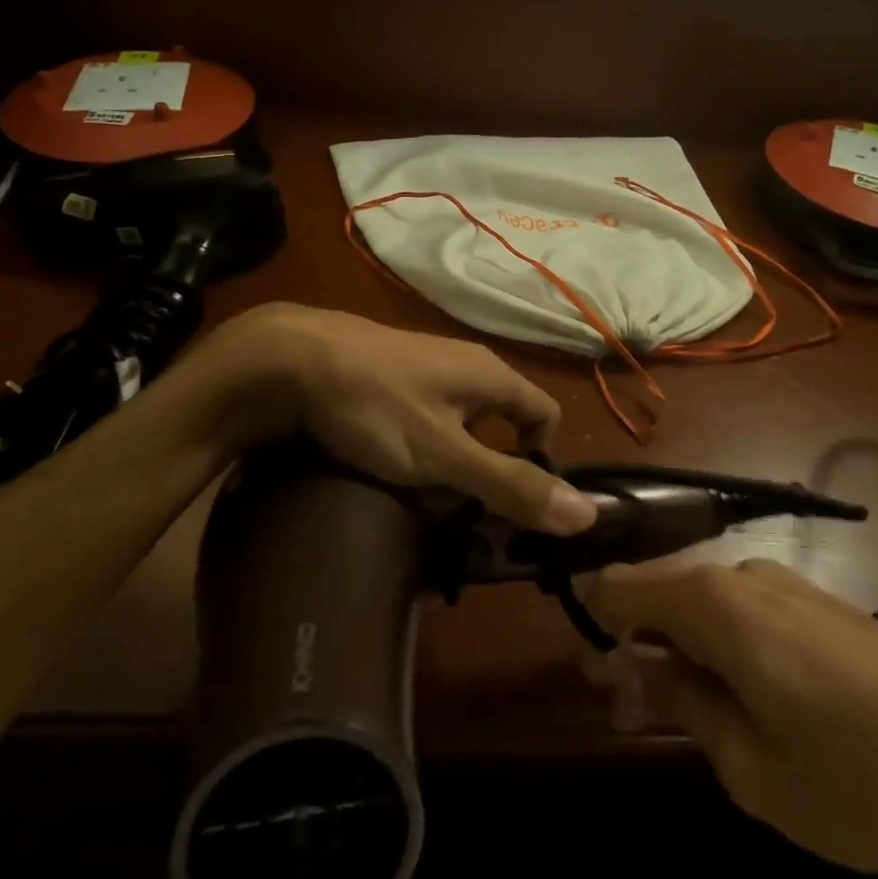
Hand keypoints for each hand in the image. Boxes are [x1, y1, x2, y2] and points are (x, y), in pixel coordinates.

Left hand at [169, 304, 597, 535]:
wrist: (290, 360)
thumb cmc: (376, 405)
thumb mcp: (445, 454)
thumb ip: (510, 484)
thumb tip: (587, 514)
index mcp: (490, 375)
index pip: (544, 415)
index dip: (541, 460)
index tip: (512, 506)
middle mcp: (464, 365)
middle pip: (500, 423)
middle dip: (489, 473)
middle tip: (462, 518)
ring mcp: (423, 369)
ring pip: (458, 425)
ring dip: (450, 466)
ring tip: (421, 503)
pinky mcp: (389, 378)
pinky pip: (423, 419)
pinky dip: (419, 450)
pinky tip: (390, 472)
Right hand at [586, 557, 877, 878]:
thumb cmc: (864, 780)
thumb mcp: (754, 769)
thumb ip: (681, 704)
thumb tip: (629, 666)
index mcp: (713, 602)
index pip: (619, 586)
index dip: (594, 624)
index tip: (593, 678)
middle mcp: (741, 574)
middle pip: (660, 595)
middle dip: (637, 647)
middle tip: (633, 714)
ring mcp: (785, 585)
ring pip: (702, 605)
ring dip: (680, 650)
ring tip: (690, 717)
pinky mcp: (818, 603)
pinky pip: (744, 613)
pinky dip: (722, 647)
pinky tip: (743, 699)